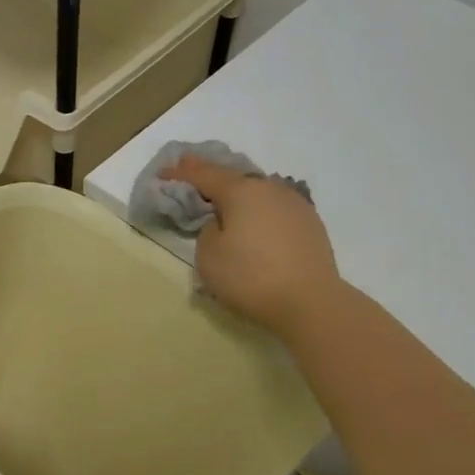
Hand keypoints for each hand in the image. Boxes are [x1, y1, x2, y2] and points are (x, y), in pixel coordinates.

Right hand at [161, 158, 339, 338]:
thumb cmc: (251, 277)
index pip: (204, 175)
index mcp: (241, 191)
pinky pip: (275, 209)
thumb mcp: (209, 256)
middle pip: (234, 178)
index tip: (163, 173)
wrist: (310, 302)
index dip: (181, 173)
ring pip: (258, 192)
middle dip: (211, 177)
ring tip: (224, 201)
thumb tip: (223, 223)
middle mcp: (270, 189)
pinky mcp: (310, 223)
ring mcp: (295, 204)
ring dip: (239, 195)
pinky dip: (259, 211)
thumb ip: (208, 230)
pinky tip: (255, 222)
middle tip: (191, 174)